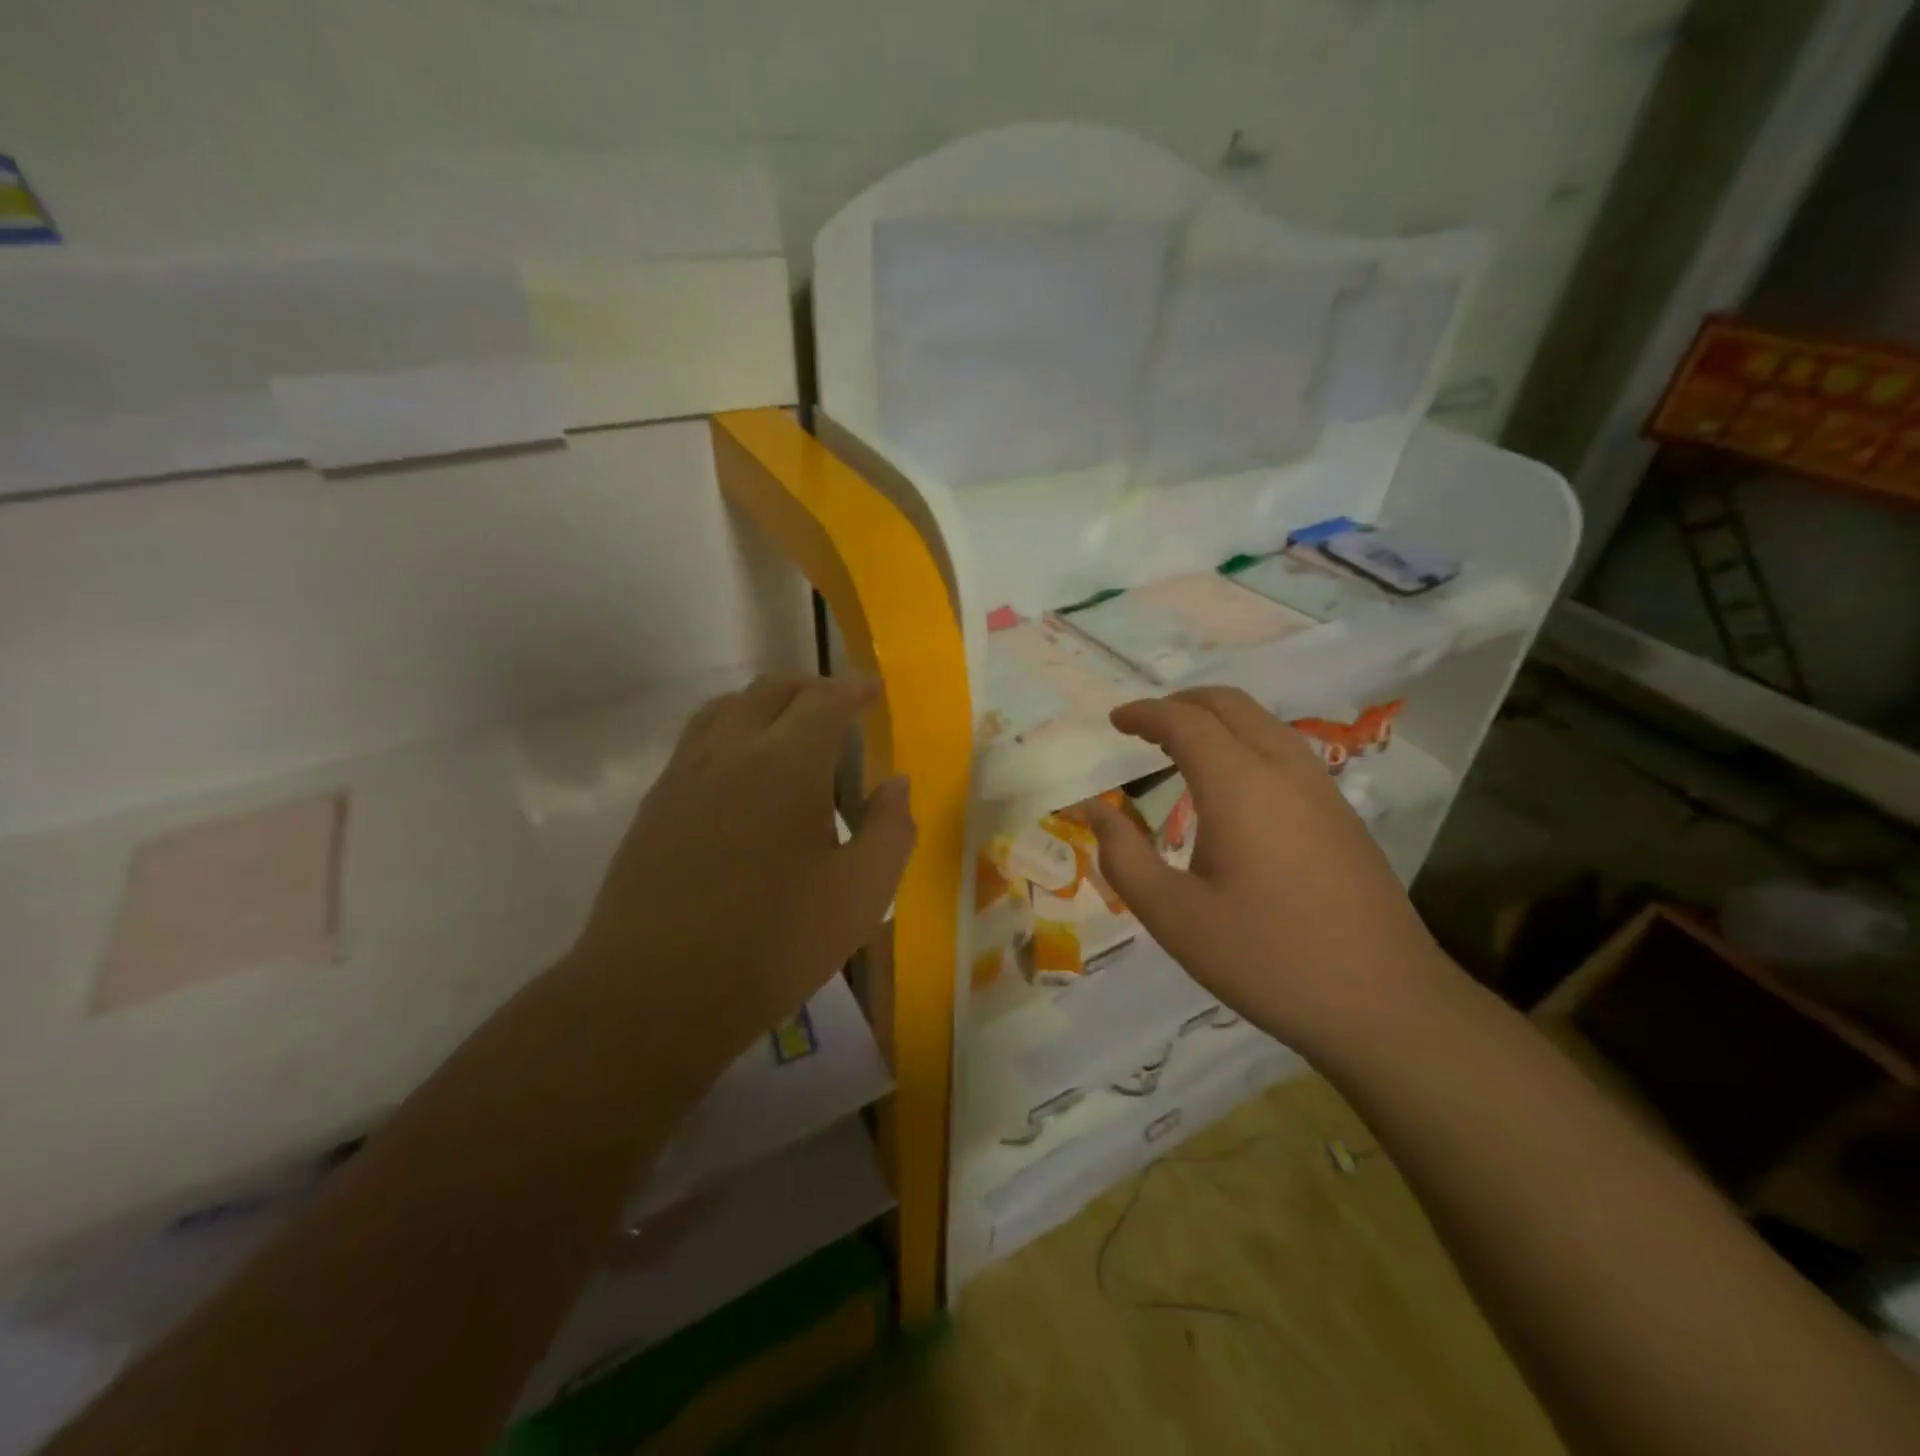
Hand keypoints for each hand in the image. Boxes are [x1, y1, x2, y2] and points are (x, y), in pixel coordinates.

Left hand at [569, 675, 914, 1083]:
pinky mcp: (655, 805)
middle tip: (840, 706)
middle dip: (812, 688)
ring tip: (789, 726)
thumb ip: (890, 830)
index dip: (855, 689)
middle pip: (771, 690)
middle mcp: (731, 751)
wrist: (657, 992)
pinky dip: (729, 730)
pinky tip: (741, 771)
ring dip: (765, 703)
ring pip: (725, 708)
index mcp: (787, 763)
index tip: (876, 689)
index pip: (826, 700)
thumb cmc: (774, 943)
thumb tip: (896, 784)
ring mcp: (684, 775)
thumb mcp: (861, 894)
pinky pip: (696, 740)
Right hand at [1085, 687, 1447, 1056]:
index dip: (1145, 713)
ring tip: (1183, 746)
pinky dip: (1247, 742)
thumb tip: (1094, 809)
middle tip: (1145, 724)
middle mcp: (1284, 770)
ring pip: (1264, 723)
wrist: (1385, 1004)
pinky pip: (1287, 751)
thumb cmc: (1266, 958)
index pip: (1184, 721)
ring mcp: (1322, 790)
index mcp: (1239, 785)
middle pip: (1230, 705)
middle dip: (1182, 702)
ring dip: (1218, 719)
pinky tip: (1234, 785)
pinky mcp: (1343, 815)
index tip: (1115, 720)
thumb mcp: (1173, 915)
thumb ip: (1123, 856)